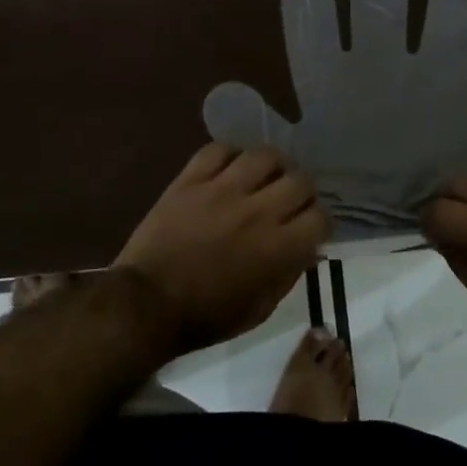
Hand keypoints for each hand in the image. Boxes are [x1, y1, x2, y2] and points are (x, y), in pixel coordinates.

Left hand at [115, 144, 329, 353]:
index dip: (318, 221)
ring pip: (264, 155)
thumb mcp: (259, 309)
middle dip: (301, 192)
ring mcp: (222, 190)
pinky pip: (219, 149)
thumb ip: (290, 274)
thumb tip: (310, 248)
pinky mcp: (191, 180)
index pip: (320, 216)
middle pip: (300, 180)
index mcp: (278, 248)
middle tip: (288, 201)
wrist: (146, 305)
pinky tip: (229, 169)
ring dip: (270, 167)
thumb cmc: (206, 316)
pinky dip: (229, 156)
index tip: (309, 226)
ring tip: (261, 178)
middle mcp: (257, 212)